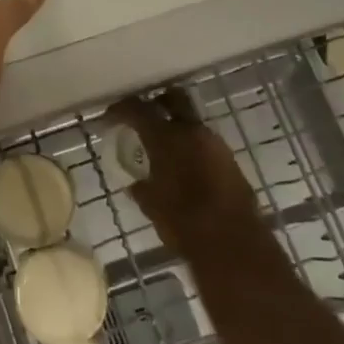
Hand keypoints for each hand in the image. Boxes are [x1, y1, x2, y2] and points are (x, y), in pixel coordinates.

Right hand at [106, 90, 259, 253]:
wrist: (234, 245)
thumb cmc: (183, 222)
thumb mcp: (151, 205)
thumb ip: (141, 187)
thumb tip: (137, 183)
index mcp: (167, 138)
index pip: (137, 109)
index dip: (120, 110)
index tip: (108, 118)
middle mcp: (192, 132)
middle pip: (173, 98)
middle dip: (156, 102)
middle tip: (143, 118)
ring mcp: (216, 145)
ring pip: (192, 122)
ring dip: (176, 128)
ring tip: (162, 149)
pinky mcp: (231, 161)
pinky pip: (205, 143)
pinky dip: (191, 147)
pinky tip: (183, 167)